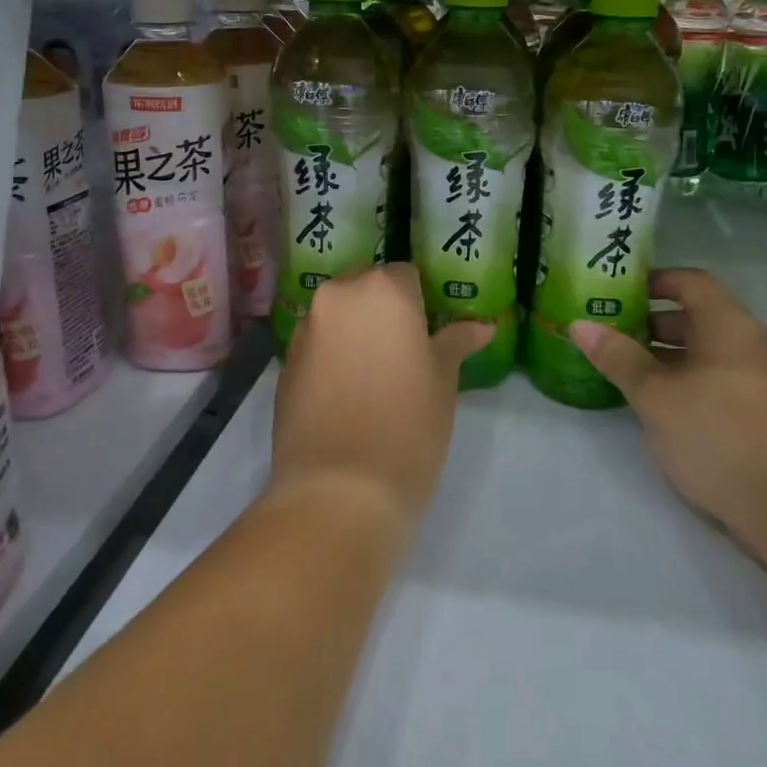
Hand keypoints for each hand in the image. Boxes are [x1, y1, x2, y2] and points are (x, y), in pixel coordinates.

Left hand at [272, 264, 493, 530]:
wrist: (339, 491)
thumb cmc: (408, 426)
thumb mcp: (442, 382)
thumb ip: (456, 343)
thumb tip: (482, 326)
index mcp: (382, 289)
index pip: (406, 276)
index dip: (420, 303)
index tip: (428, 335)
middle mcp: (338, 296)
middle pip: (366, 289)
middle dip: (383, 312)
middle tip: (404, 354)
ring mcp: (306, 329)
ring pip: (338, 316)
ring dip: (355, 333)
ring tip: (374, 377)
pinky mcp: (285, 363)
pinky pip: (317, 345)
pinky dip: (331, 357)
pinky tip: (346, 395)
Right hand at [570, 269, 766, 562]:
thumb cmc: (719, 435)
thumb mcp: (657, 396)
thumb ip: (618, 358)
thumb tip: (578, 325)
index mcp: (729, 326)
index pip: (690, 282)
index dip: (653, 280)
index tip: (615, 291)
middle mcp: (748, 344)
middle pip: (696, 317)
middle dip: (650, 321)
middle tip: (607, 331)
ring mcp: (758, 381)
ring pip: (703, 352)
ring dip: (663, 355)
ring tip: (620, 367)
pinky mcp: (759, 414)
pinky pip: (714, 380)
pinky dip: (682, 380)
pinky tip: (653, 403)